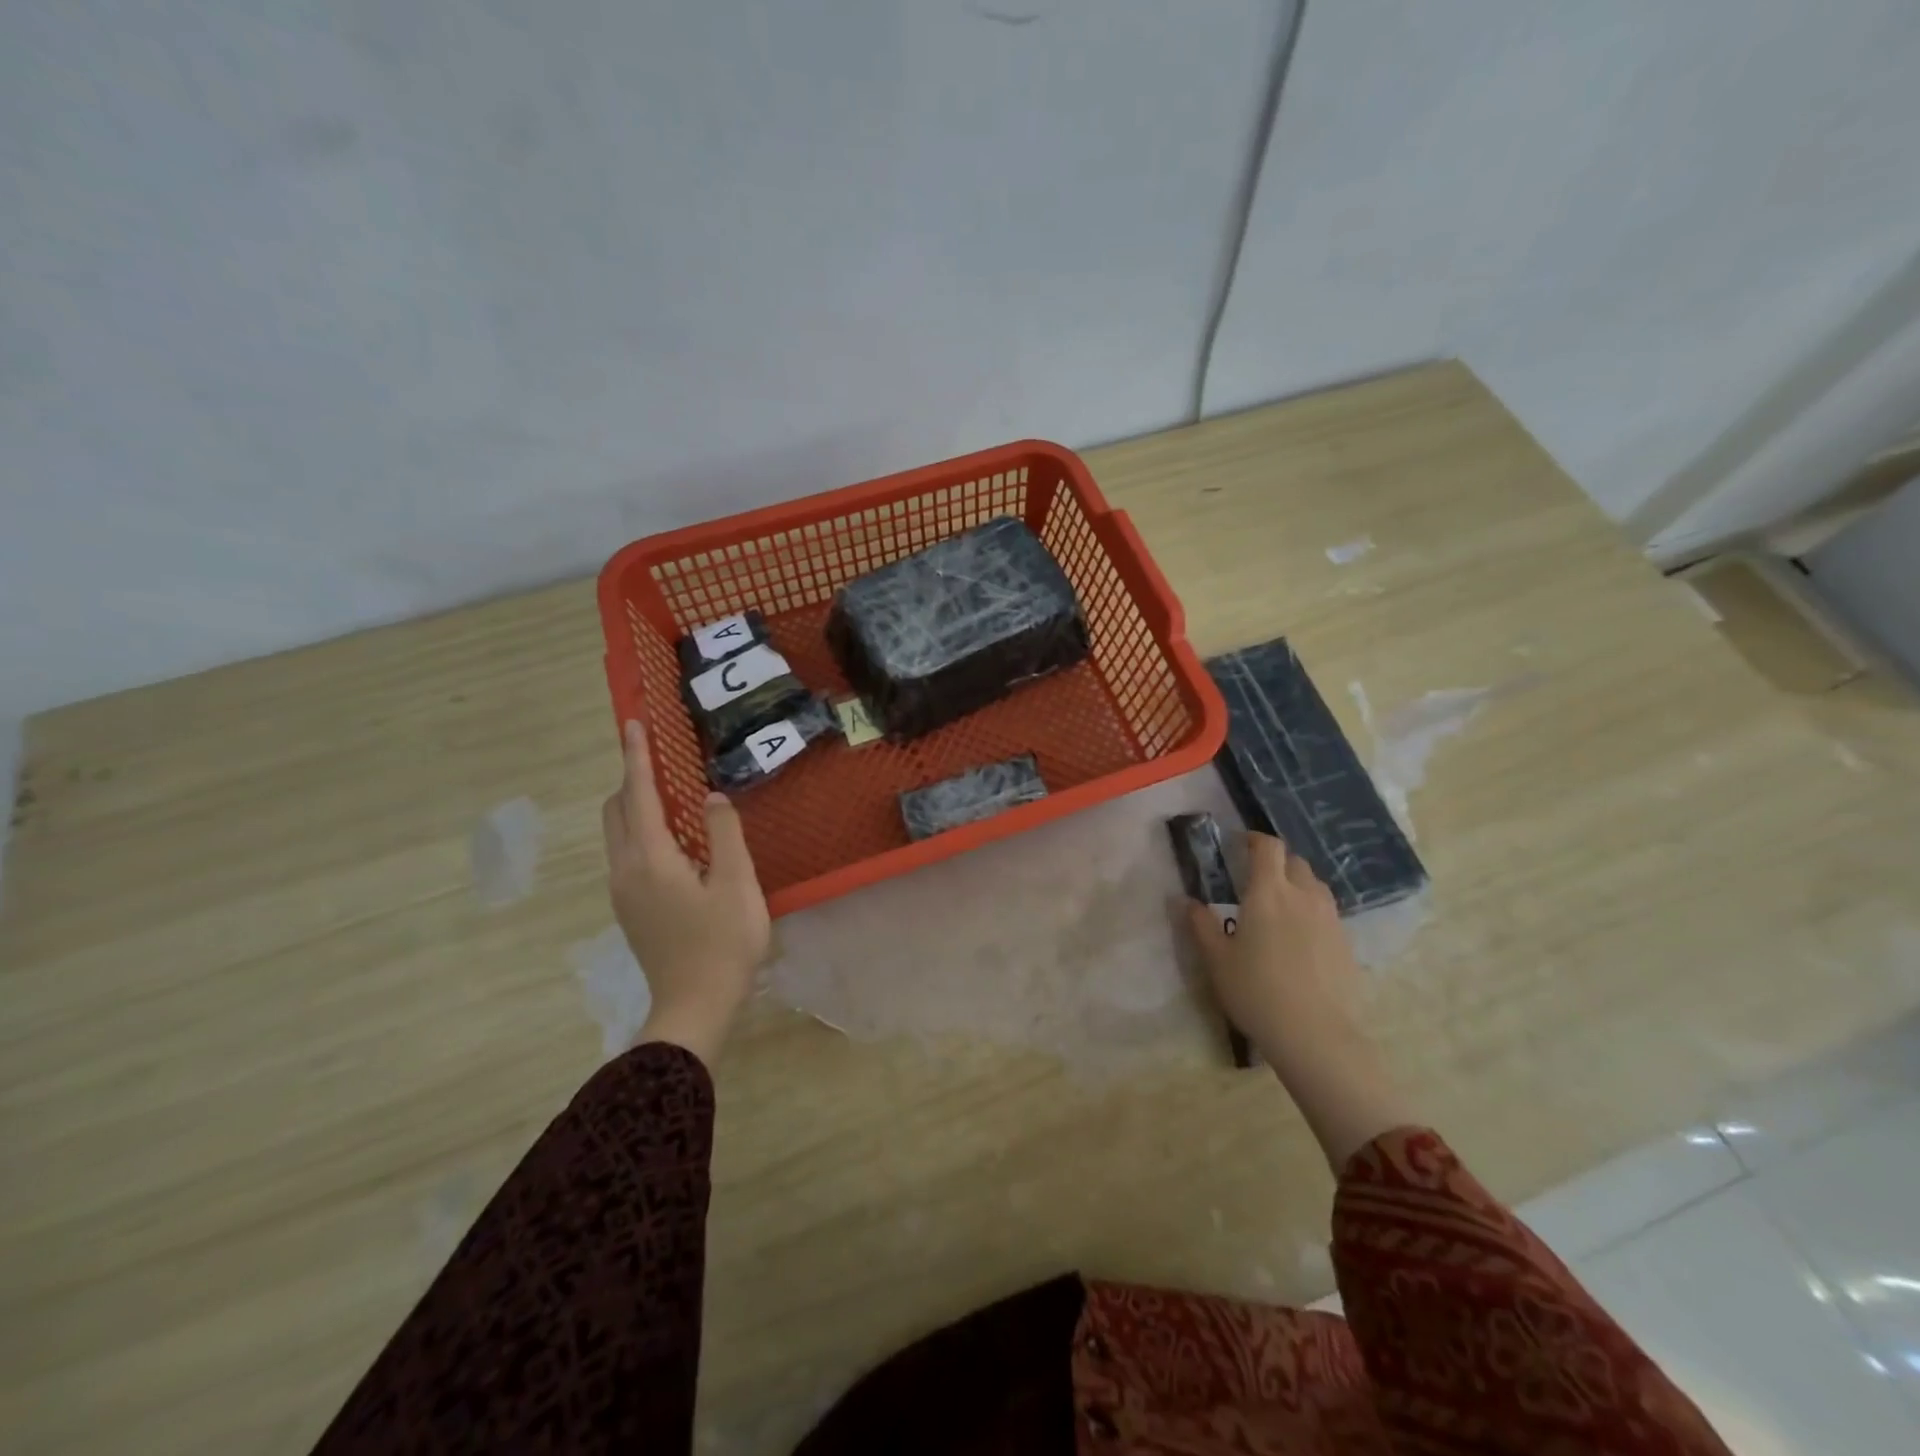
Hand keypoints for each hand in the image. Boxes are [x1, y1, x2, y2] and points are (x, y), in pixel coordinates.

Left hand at [602, 720, 769, 1064]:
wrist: (694, 1006)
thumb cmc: (723, 943)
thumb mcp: (737, 884)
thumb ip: (724, 833)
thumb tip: (711, 798)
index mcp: (652, 858)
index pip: (639, 794)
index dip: (637, 757)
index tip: (634, 724)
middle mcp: (626, 870)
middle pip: (617, 811)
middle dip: (631, 779)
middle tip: (659, 760)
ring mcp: (623, 892)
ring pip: (618, 834)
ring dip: (635, 806)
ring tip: (669, 795)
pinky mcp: (630, 909)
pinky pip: (627, 854)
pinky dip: (641, 831)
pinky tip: (674, 842)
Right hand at [1186, 833, 1412, 1172]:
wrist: (1316, 1036)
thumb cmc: (1257, 992)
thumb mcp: (1217, 960)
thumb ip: (1200, 925)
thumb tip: (1185, 900)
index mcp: (1268, 892)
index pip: (1268, 847)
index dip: (1254, 839)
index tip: (1240, 844)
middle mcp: (1303, 896)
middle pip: (1294, 861)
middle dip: (1276, 862)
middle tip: (1256, 878)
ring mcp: (1330, 919)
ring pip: (1315, 885)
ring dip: (1297, 884)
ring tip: (1280, 905)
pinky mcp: (1346, 943)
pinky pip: (1327, 912)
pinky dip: (1312, 911)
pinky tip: (1300, 938)